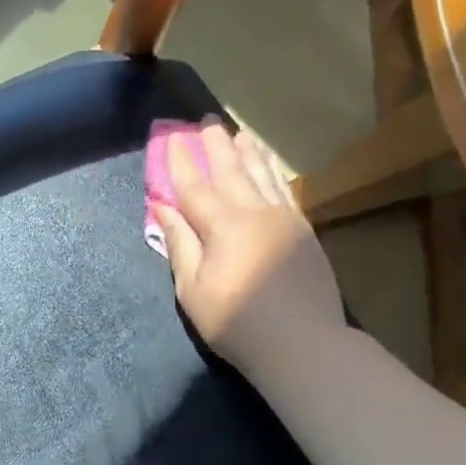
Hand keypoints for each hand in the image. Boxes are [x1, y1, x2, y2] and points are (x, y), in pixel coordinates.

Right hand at [153, 118, 346, 371]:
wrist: (303, 343)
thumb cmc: (236, 322)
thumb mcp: (193, 289)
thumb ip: (179, 244)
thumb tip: (162, 208)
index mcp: (222, 226)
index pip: (193, 186)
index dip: (179, 161)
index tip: (171, 137)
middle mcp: (254, 212)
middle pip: (230, 170)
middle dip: (214, 145)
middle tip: (205, 121)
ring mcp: (283, 219)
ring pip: (261, 174)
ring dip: (247, 151)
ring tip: (238, 132)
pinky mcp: (303, 230)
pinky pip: (284, 190)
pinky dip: (272, 172)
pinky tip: (268, 165)